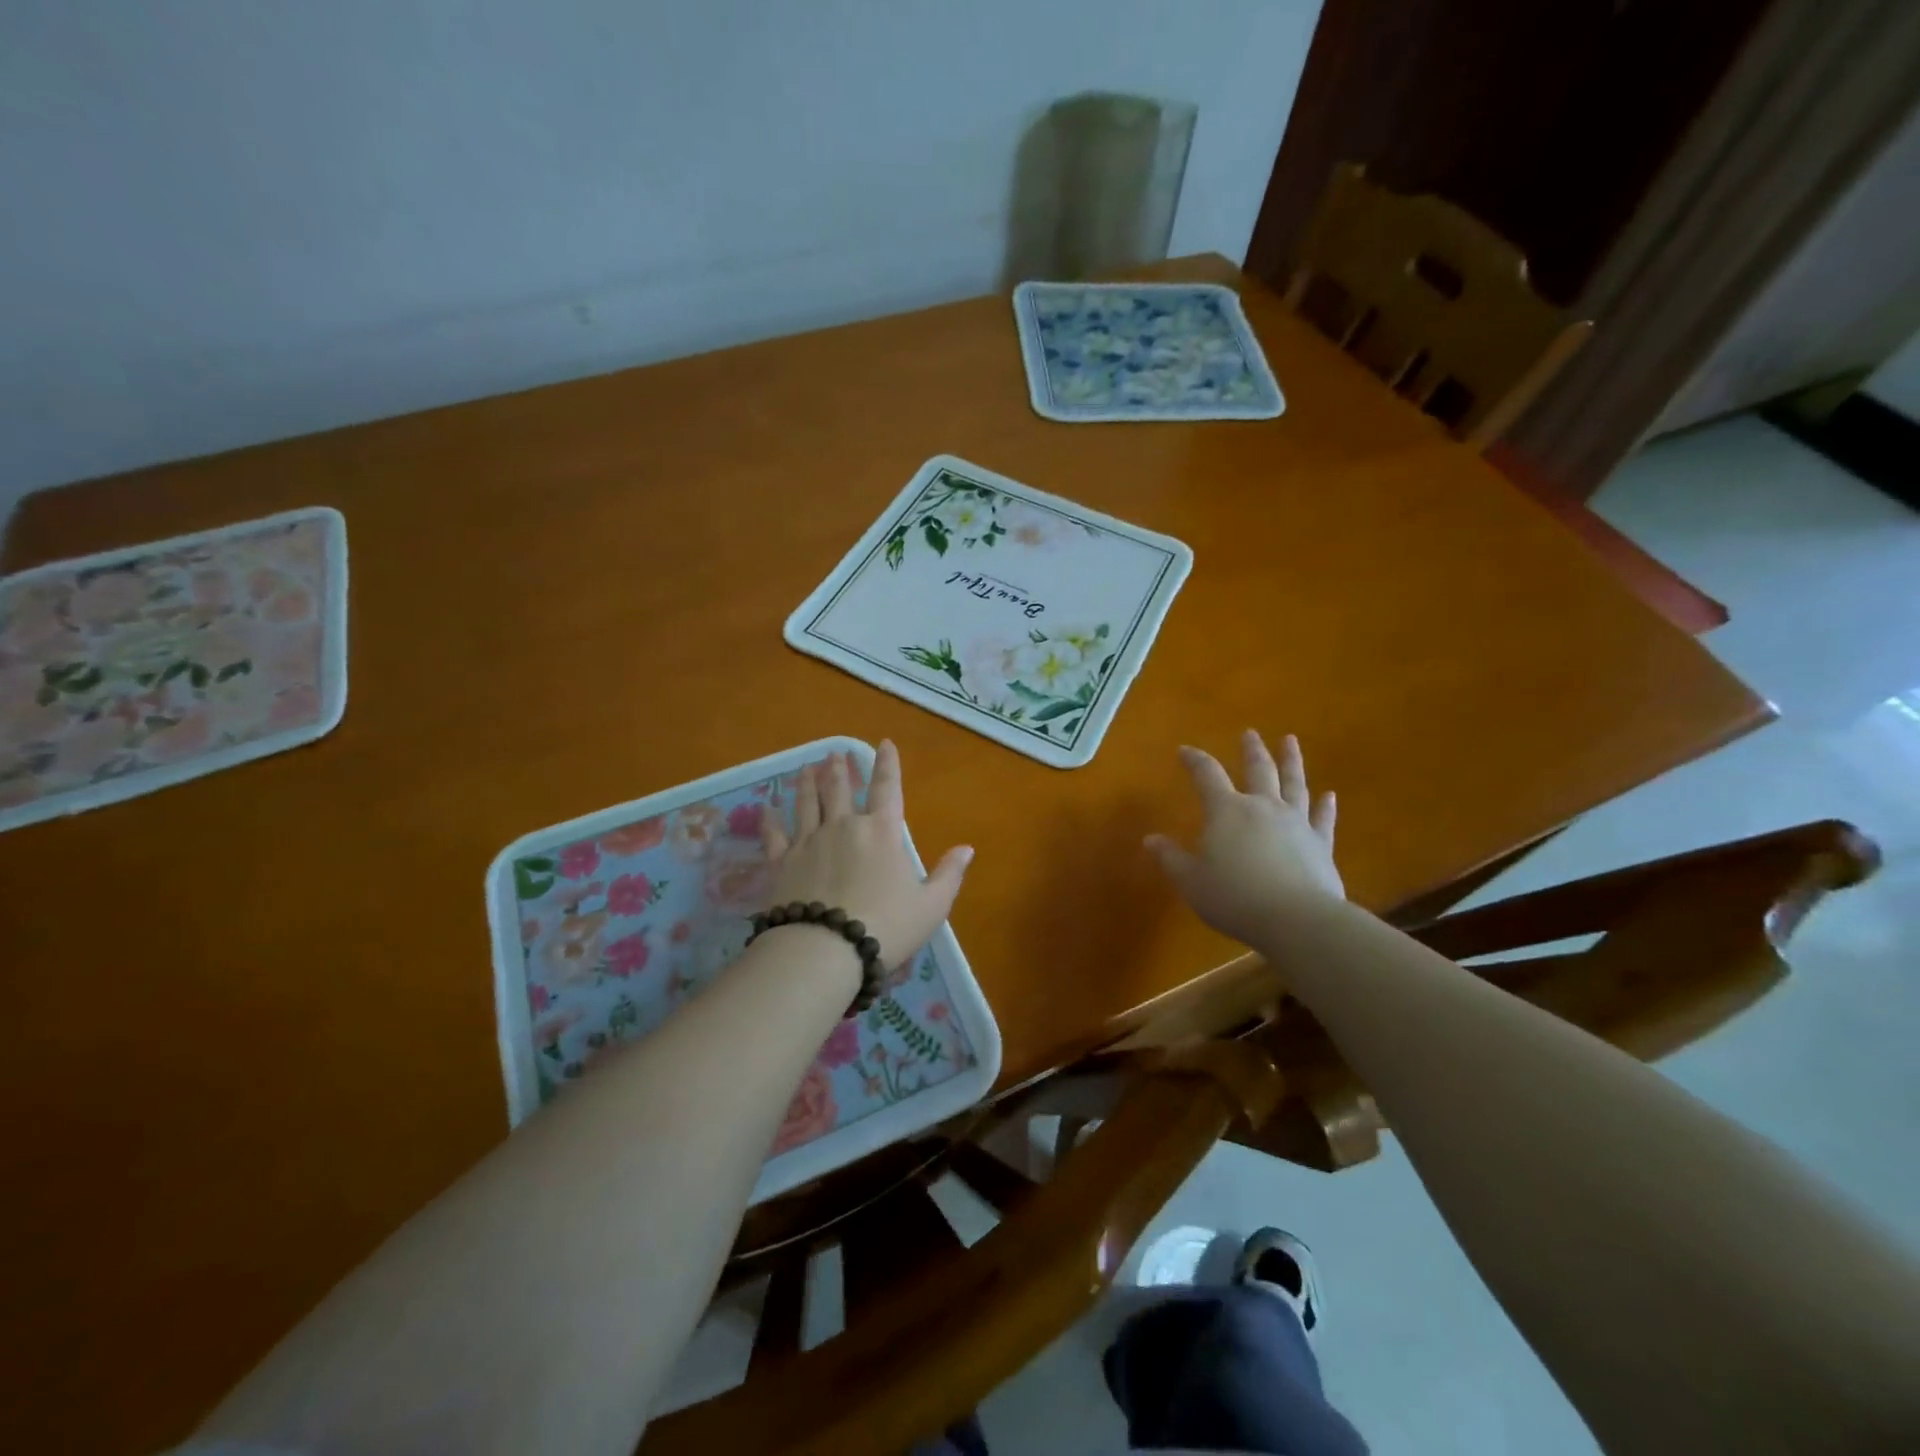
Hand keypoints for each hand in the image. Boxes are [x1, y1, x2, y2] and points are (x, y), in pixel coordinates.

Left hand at [760, 741, 973, 969]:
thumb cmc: (886, 926)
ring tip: (806, 768)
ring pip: (806, 803)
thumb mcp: (931, 906)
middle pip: (839, 789)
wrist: (825, 950)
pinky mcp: (782, 862)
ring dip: (807, 783)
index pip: (887, 788)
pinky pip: (775, 834)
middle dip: (839, 769)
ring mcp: (809, 841)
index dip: (888, 764)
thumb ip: (949, 874)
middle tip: (834, 753)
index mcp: (882, 831)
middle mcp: (843, 826)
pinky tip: (766, 808)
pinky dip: (770, 819)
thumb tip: (967, 848)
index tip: (884, 743)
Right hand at [1145, 730, 1341, 945]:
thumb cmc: (1235, 897)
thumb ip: (1170, 858)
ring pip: (1294, 784)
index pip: (1206, 775)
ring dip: (1291, 761)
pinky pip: (1322, 819)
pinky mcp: (1320, 844)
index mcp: (1226, 811)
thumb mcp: (1191, 881)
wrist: (1296, 919)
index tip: (1184, 750)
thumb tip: (1151, 839)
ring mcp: (1296, 823)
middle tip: (1250, 733)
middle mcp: (1262, 807)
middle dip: (1251, 750)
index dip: (1194, 761)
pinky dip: (1325, 806)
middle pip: (1257, 769)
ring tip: (1290, 741)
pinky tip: (1329, 795)